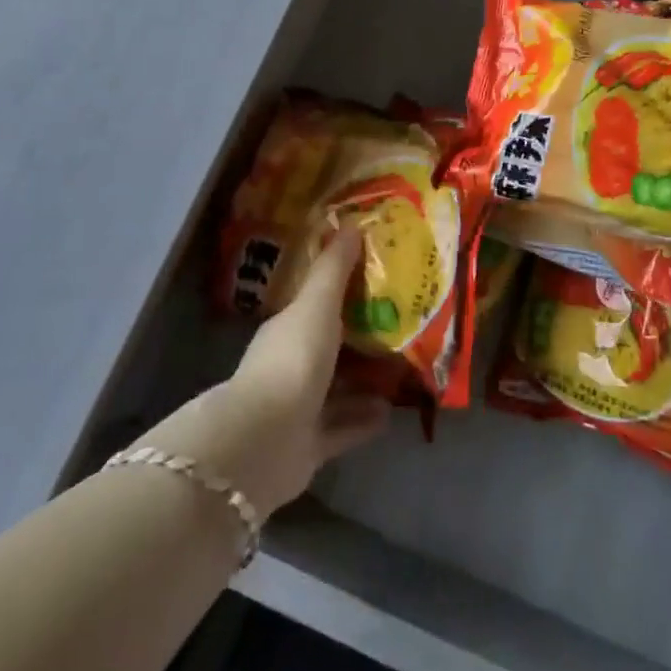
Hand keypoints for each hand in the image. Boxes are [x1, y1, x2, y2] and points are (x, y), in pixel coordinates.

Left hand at [145, 228, 389, 519]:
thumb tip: (350, 224)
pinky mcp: (309, 445)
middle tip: (402, 326)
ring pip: (337, 389)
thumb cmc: (293, 359)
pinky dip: (365, 420)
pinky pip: (343, 428)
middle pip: (329, 347)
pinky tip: (392, 412)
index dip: (343, 292)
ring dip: (365, 382)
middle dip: (360, 339)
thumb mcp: (317, 304)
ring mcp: (298, 407)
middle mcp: (290, 365)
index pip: (315, 305)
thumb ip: (334, 269)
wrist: (265, 440)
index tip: (377, 281)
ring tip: (404, 369)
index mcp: (287, 328)